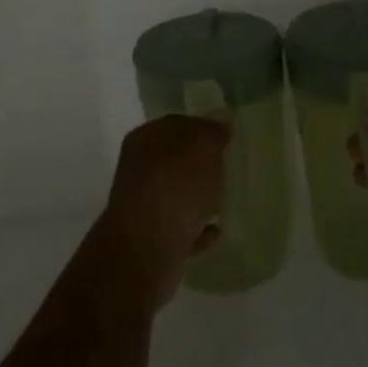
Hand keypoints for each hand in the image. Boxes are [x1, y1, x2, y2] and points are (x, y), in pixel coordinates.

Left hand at [95, 114, 227, 307]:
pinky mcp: (152, 239)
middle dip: (198, 163)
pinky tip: (217, 231)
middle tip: (228, 167)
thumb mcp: (202, 146)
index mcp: (146, 139)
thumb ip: (212, 131)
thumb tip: (220, 118)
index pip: (176, 124)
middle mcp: (139, 169)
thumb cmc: (176, 186)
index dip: (201, 127)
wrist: (147, 248)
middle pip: (174, 160)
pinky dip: (197, 228)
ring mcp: (144, 206)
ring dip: (197, 197)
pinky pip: (181, 228)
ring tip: (224, 200)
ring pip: (176, 194)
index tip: (226, 137)